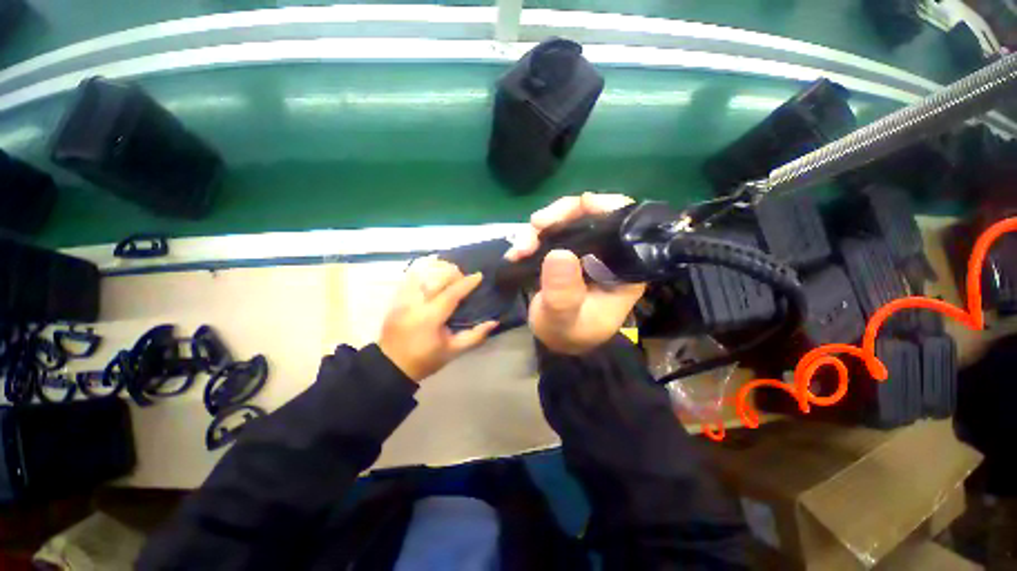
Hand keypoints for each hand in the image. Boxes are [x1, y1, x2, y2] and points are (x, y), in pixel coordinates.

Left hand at [379, 257, 498, 381]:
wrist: (391, 365)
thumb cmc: (425, 359)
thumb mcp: (453, 351)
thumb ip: (475, 336)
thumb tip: (494, 322)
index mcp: (430, 318)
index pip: (451, 293)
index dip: (467, 283)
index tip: (478, 276)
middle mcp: (415, 304)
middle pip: (436, 278)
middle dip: (453, 273)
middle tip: (464, 278)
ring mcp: (402, 300)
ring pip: (421, 273)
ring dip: (438, 270)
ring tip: (449, 274)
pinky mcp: (395, 299)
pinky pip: (410, 278)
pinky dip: (423, 272)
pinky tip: (432, 274)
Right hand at [507, 192, 646, 354]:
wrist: (556, 340)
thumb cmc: (568, 333)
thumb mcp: (564, 318)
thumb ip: (563, 293)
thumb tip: (559, 253)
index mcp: (622, 267)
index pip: (623, 223)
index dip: (602, 207)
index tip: (574, 208)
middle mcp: (607, 253)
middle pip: (590, 215)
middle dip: (559, 216)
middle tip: (534, 227)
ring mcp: (585, 250)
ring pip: (565, 221)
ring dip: (538, 229)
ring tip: (519, 249)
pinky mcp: (566, 252)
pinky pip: (550, 233)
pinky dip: (532, 238)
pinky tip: (517, 252)